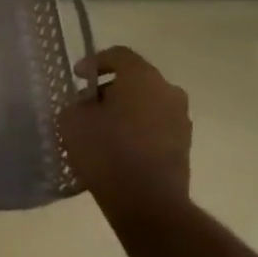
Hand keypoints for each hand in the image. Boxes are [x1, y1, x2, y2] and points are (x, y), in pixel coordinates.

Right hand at [57, 46, 192, 215]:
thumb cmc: (106, 151)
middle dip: (110, 89)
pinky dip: (137, 130)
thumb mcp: (73, 121)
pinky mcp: (184, 146)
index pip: (119, 55)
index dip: (94, 62)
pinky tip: (118, 149)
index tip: (78, 78)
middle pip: (135, 80)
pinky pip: (155, 126)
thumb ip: (77, 104)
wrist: (147, 202)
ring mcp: (181, 119)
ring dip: (125, 111)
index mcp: (142, 77)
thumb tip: (88, 106)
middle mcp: (168, 91)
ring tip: (101, 130)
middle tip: (87, 106)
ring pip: (147, 104)